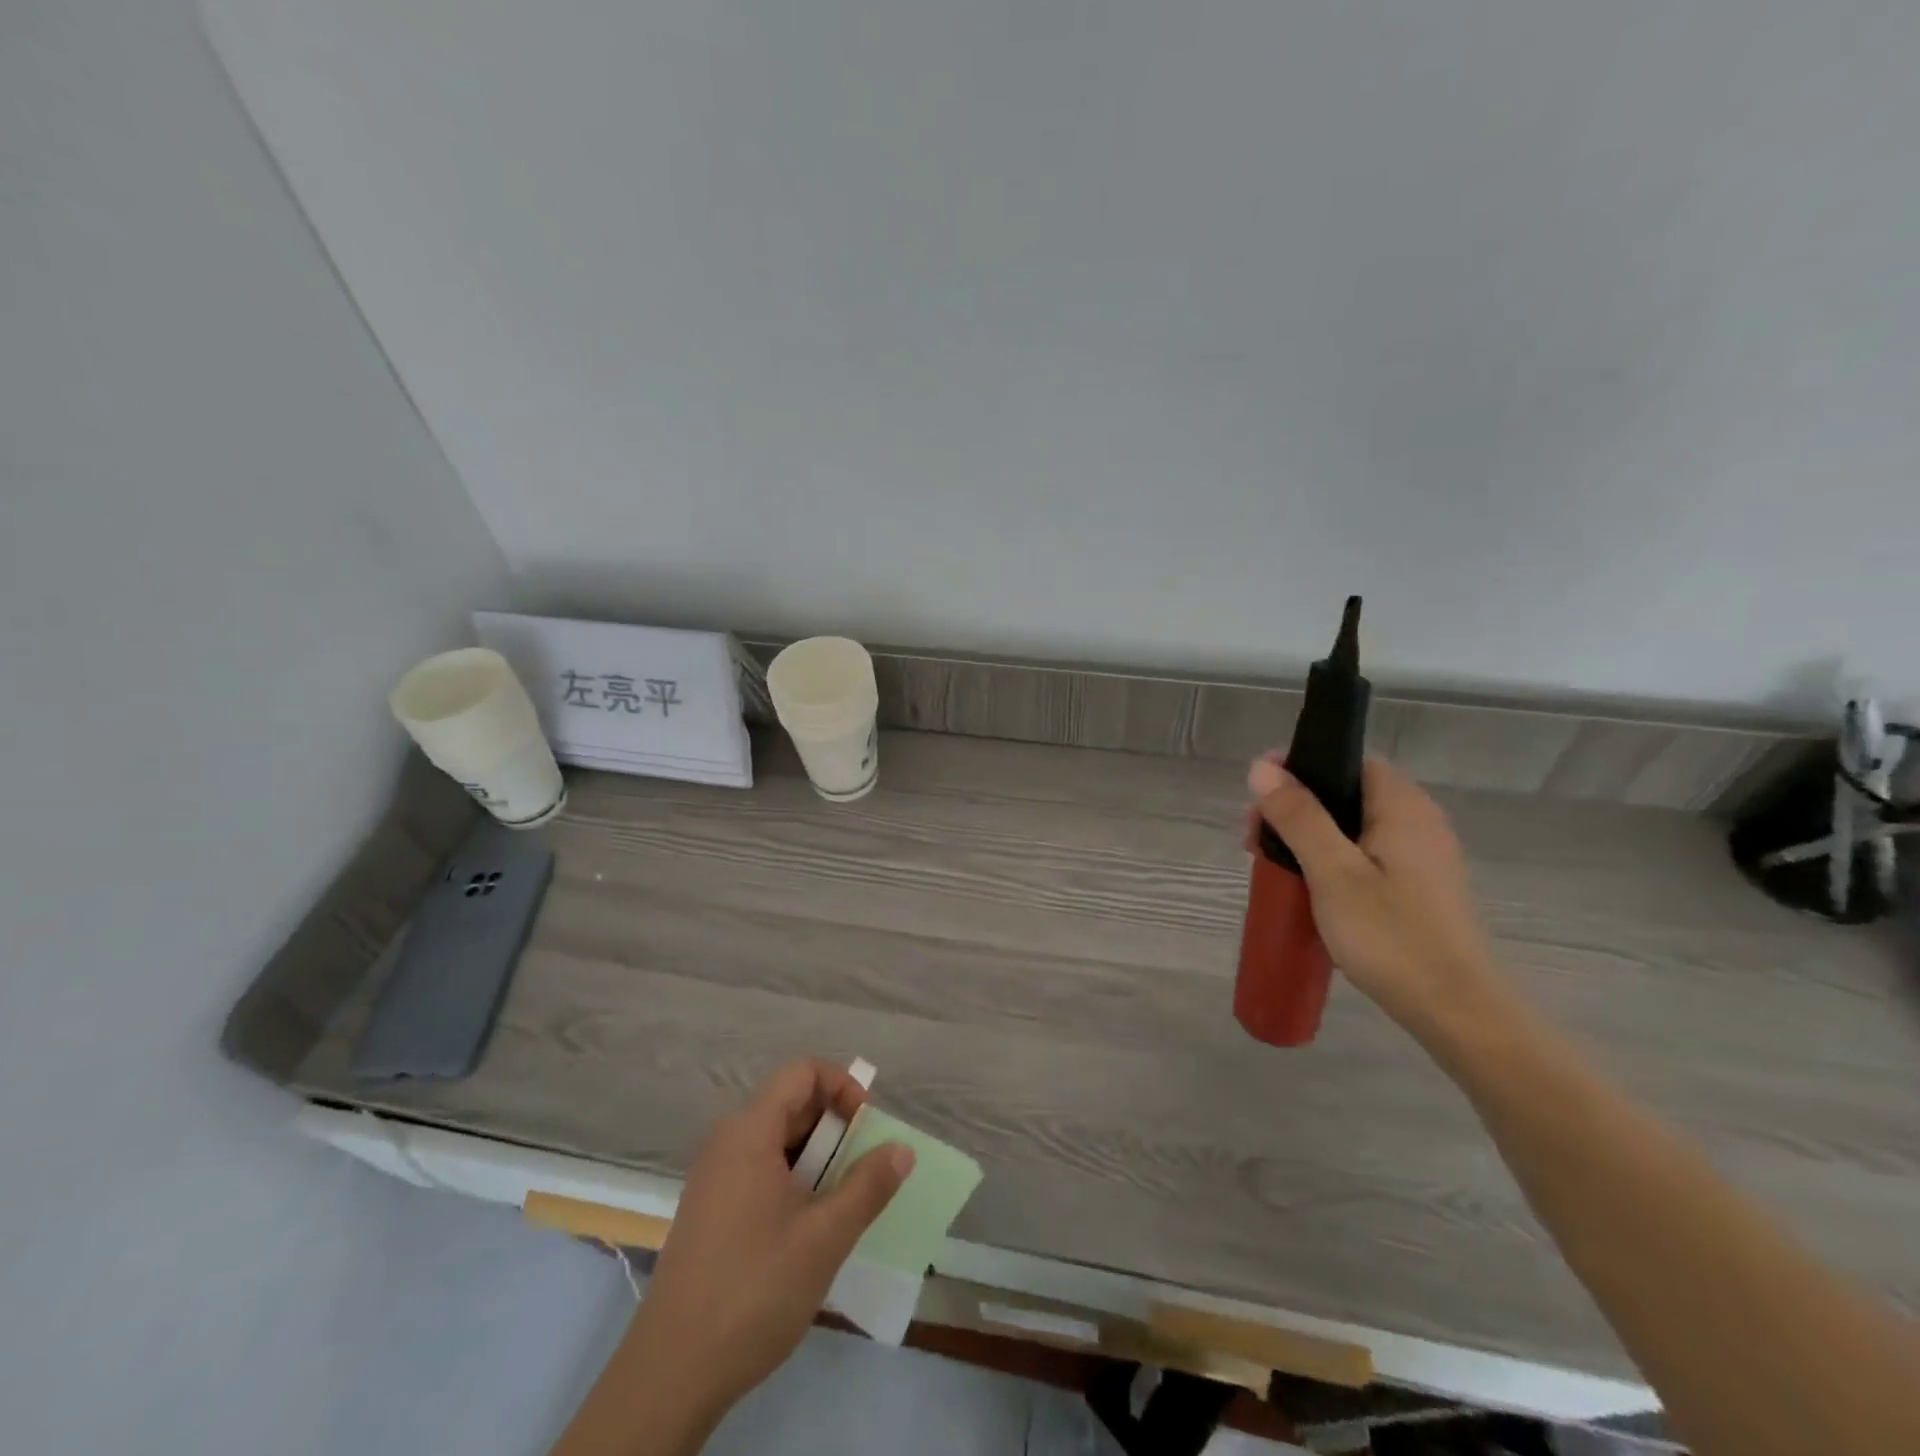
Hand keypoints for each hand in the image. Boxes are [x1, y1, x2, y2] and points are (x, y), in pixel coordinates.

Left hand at [627, 1060, 913, 1423]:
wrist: (670, 1372)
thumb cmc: (754, 1289)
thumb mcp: (825, 1237)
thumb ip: (868, 1186)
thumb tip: (902, 1149)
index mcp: (750, 1131)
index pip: (803, 1072)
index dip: (843, 1086)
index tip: (867, 1128)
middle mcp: (727, 1141)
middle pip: (791, 1104)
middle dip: (834, 1127)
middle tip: (863, 1171)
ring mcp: (713, 1176)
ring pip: (777, 1140)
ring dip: (816, 1158)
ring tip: (840, 1204)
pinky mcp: (708, 1208)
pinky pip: (759, 1169)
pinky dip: (792, 1180)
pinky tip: (806, 1229)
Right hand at [1248, 755, 1504, 1036]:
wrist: (1457, 1012)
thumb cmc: (1390, 936)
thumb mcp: (1332, 872)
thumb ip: (1298, 816)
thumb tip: (1262, 766)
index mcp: (1403, 808)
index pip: (1351, 761)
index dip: (1303, 768)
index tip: (1262, 795)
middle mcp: (1420, 823)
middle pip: (1350, 794)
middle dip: (1299, 808)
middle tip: (1257, 838)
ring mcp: (1425, 859)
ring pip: (1357, 828)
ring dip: (1312, 837)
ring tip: (1276, 866)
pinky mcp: (1423, 890)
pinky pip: (1370, 856)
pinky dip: (1335, 860)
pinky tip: (1312, 889)